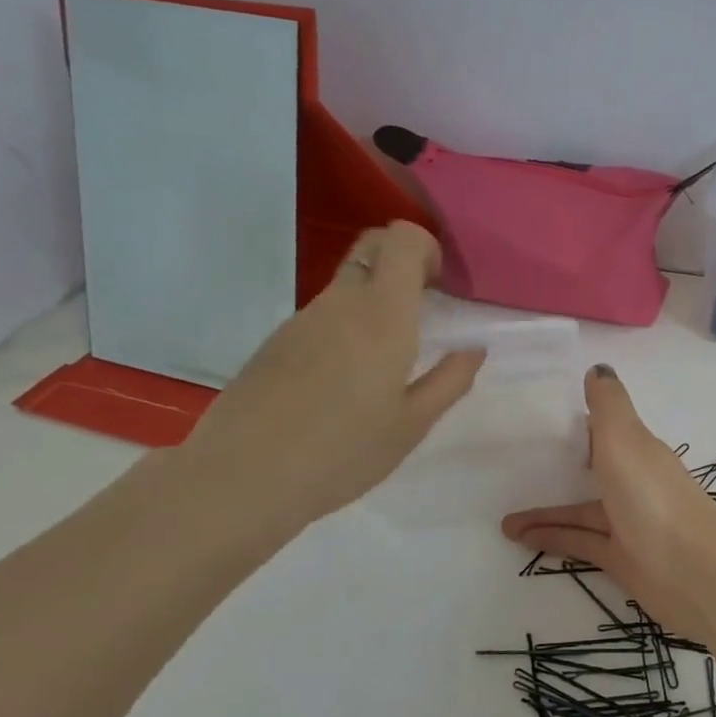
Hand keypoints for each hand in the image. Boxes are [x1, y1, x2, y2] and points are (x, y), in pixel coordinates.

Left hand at [178, 222, 483, 530]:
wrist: (242, 478)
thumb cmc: (343, 452)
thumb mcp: (412, 424)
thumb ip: (450, 380)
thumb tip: (473, 349)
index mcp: (381, 314)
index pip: (401, 239)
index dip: (428, 249)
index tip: (442, 288)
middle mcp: (340, 302)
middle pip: (372, 247)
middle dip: (403, 262)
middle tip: (423, 311)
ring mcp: (301, 319)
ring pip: (346, 285)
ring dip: (374, 302)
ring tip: (386, 362)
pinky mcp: (276, 342)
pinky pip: (322, 316)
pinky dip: (345, 328)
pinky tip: (344, 383)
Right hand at [501, 365, 715, 639]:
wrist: (693, 570)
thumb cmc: (652, 494)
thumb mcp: (625, 438)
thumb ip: (608, 405)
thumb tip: (598, 368)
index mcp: (638, 451)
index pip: (607, 432)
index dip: (580, 424)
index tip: (543, 420)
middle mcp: (634, 484)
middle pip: (593, 472)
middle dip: (559, 471)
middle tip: (514, 471)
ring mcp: (629, 523)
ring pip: (581, 513)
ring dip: (545, 513)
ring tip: (503, 520)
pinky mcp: (621, 559)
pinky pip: (579, 543)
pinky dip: (552, 538)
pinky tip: (520, 538)